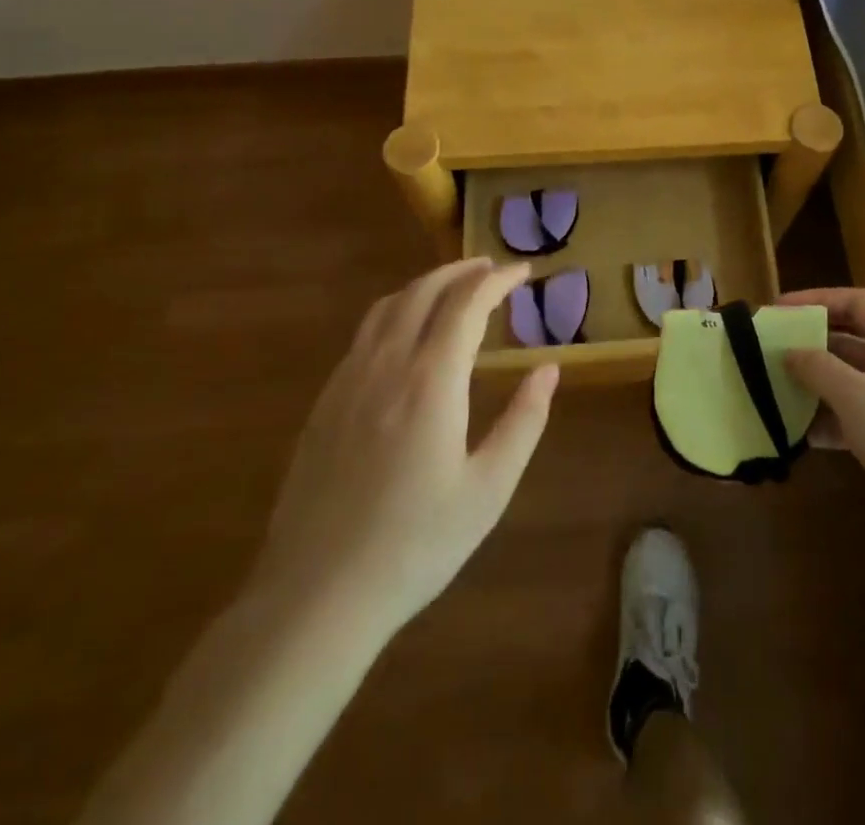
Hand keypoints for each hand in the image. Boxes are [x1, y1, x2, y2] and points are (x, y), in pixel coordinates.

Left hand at [253, 258, 558, 636]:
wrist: (316, 595)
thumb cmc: (416, 544)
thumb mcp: (489, 489)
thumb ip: (524, 421)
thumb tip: (548, 370)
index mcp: (431, 381)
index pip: (467, 304)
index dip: (497, 280)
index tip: (523, 271)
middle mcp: (386, 365)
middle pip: (423, 292)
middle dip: (460, 271)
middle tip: (491, 268)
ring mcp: (348, 381)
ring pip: (387, 307)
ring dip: (424, 286)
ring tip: (452, 288)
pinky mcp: (324, 403)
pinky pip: (364, 335)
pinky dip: (395, 312)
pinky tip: (406, 335)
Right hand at [780, 287, 864, 535]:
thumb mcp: (854, 397)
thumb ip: (817, 367)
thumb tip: (790, 352)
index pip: (854, 302)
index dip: (815, 300)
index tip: (778, 311)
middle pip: (848, 339)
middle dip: (809, 344)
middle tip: (770, 350)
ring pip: (848, 379)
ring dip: (814, 383)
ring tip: (775, 390)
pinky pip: (854, 414)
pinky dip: (828, 418)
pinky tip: (799, 434)